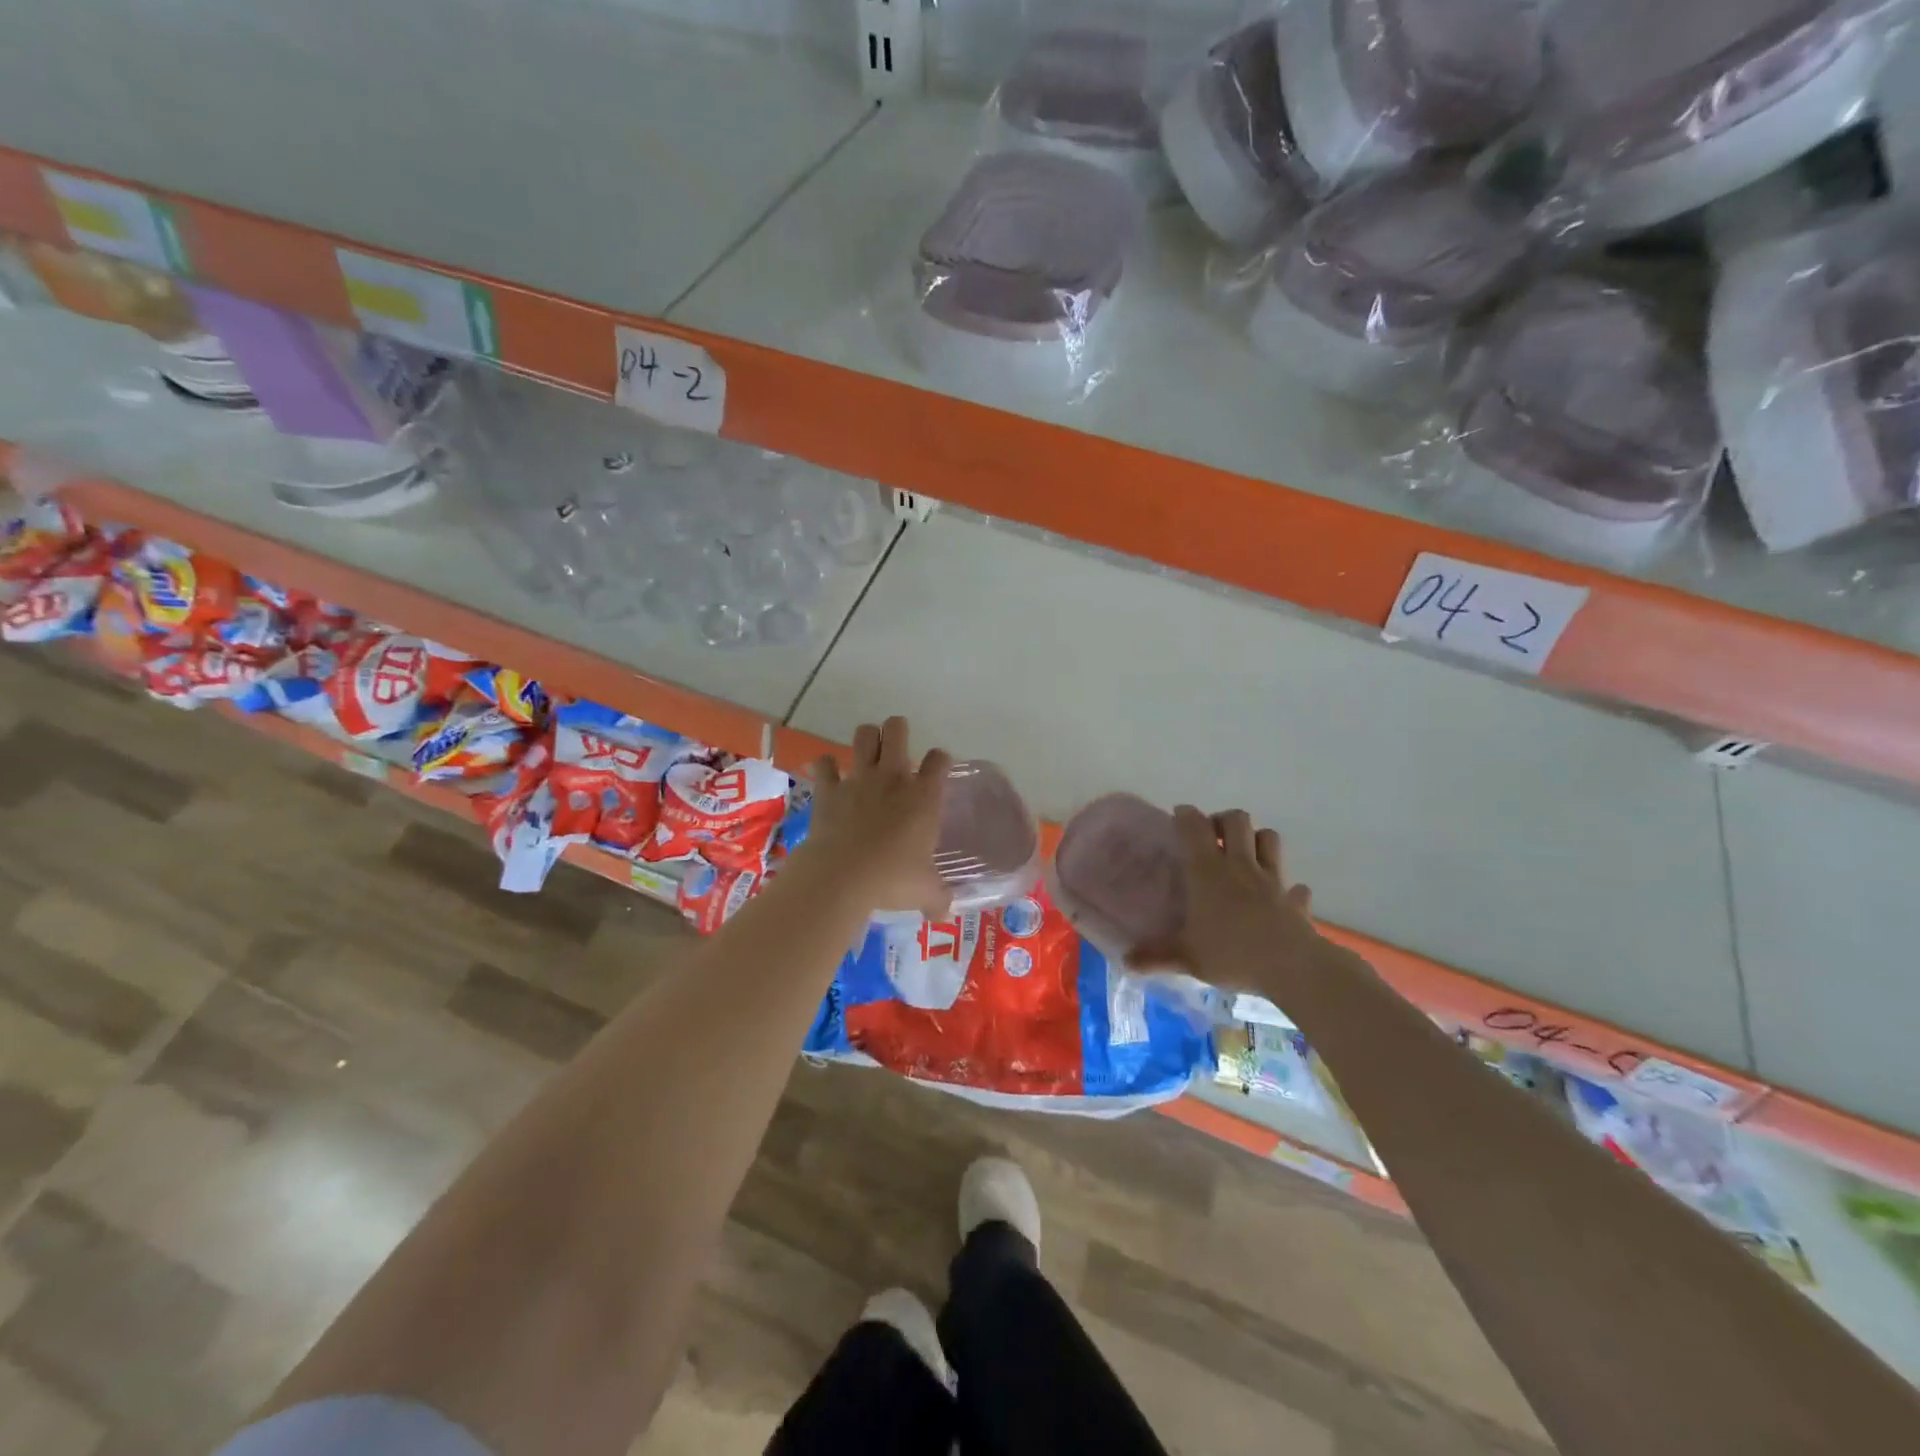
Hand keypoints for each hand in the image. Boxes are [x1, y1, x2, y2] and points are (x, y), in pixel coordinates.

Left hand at [800, 717, 952, 917]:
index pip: (940, 760)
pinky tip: (828, 772)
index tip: (937, 769)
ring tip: (868, 750)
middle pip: (897, 730)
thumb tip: (946, 913)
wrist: (843, 876)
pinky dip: (826, 766)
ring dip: (867, 738)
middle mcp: (894, 778)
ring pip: (864, 736)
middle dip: (897, 730)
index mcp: (924, 796)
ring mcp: (859, 779)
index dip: (940, 760)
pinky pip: (824, 764)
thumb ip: (938, 897)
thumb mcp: (925, 892)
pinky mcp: (829, 789)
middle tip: (897, 746)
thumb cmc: (892, 880)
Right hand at [1129, 806, 1320, 997]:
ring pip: (1269, 839)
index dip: (1186, 815)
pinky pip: (1296, 888)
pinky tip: (1283, 899)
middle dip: (1224, 820)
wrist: (1291, 967)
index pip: (1195, 827)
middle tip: (1213, 836)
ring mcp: (1272, 880)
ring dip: (1257, 840)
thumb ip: (1156, 957)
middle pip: (1237, 820)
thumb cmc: (1232, 953)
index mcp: (1208, 871)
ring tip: (1245, 856)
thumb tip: (1127, 961)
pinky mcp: (1295, 901)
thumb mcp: (1186, 957)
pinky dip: (1289, 889)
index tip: (1179, 815)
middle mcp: (1240, 866)